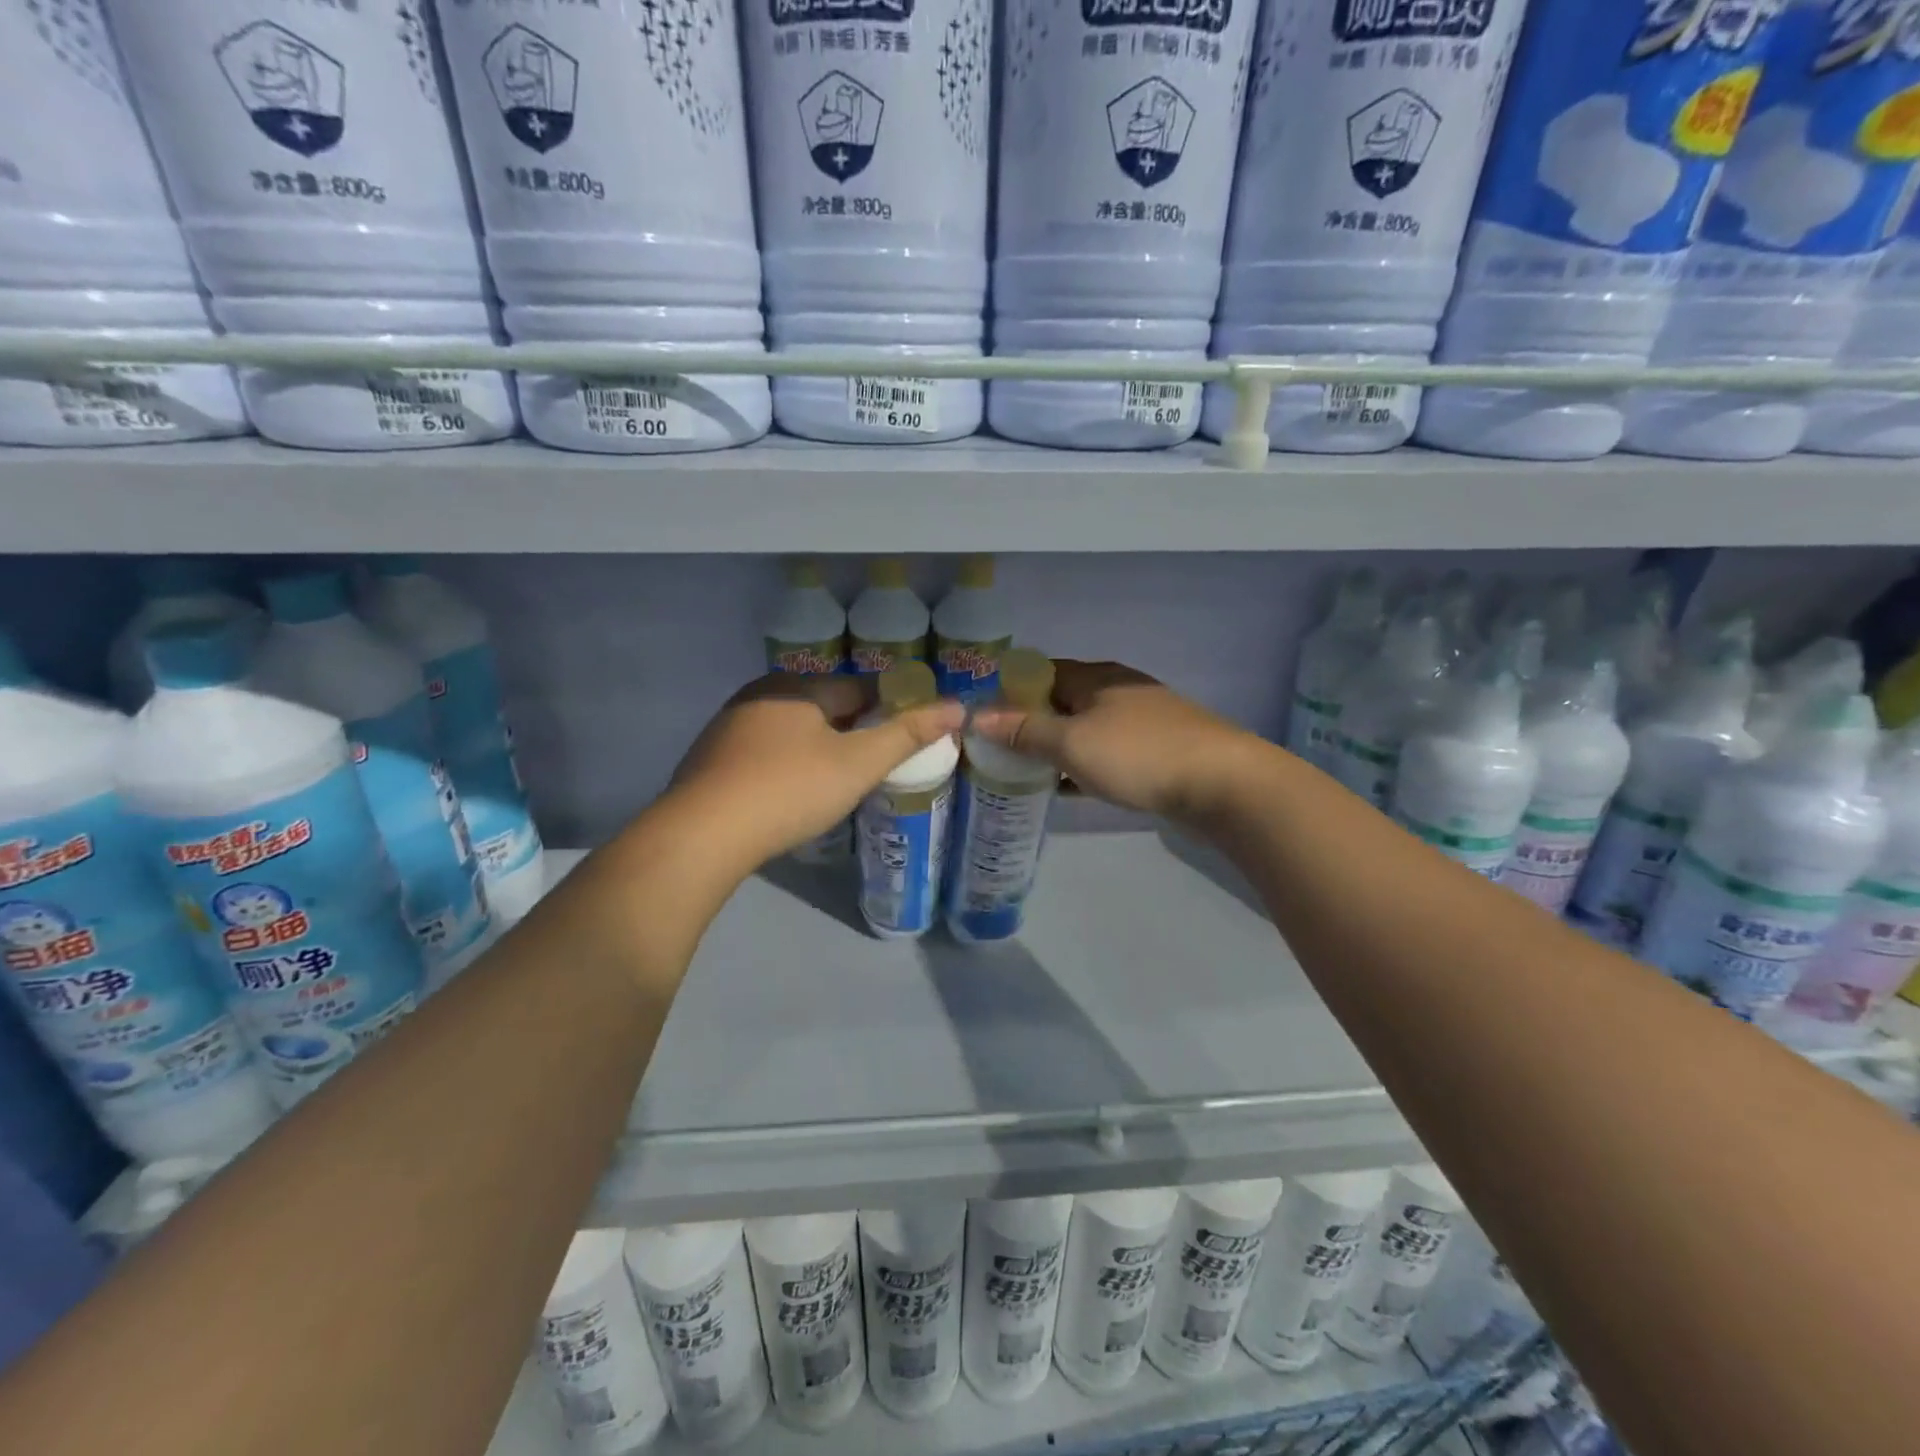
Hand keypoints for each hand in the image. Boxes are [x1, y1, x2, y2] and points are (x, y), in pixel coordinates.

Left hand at [671, 673, 964, 866]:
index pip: (859, 688)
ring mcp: (729, 726)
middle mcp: (760, 694)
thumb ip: (908, 733)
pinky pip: (764, 753)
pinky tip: (791, 794)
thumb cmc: (791, 789)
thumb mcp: (858, 763)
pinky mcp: (710, 759)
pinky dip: (785, 766)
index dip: (889, 709)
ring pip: (791, 731)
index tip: (905, 737)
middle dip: (852, 730)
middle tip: (874, 767)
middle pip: (823, 707)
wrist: (703, 833)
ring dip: (817, 749)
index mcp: (797, 687)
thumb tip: (958, 706)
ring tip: (837, 784)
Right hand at [970, 659, 1263, 820]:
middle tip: (998, 748)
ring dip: (1057, 746)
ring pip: (1085, 729)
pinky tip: (1068, 788)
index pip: (1041, 671)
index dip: (1010, 690)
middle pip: (1063, 701)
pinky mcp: (1157, 751)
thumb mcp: (1072, 743)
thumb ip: (1024, 730)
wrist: (1222, 783)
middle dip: (1031, 721)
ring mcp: (1142, 721)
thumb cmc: (1138, 754)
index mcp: (1096, 677)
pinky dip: (1083, 766)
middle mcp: (1118, 690)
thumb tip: (976, 715)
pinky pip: (1107, 753)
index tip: (984, 716)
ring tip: (1025, 770)